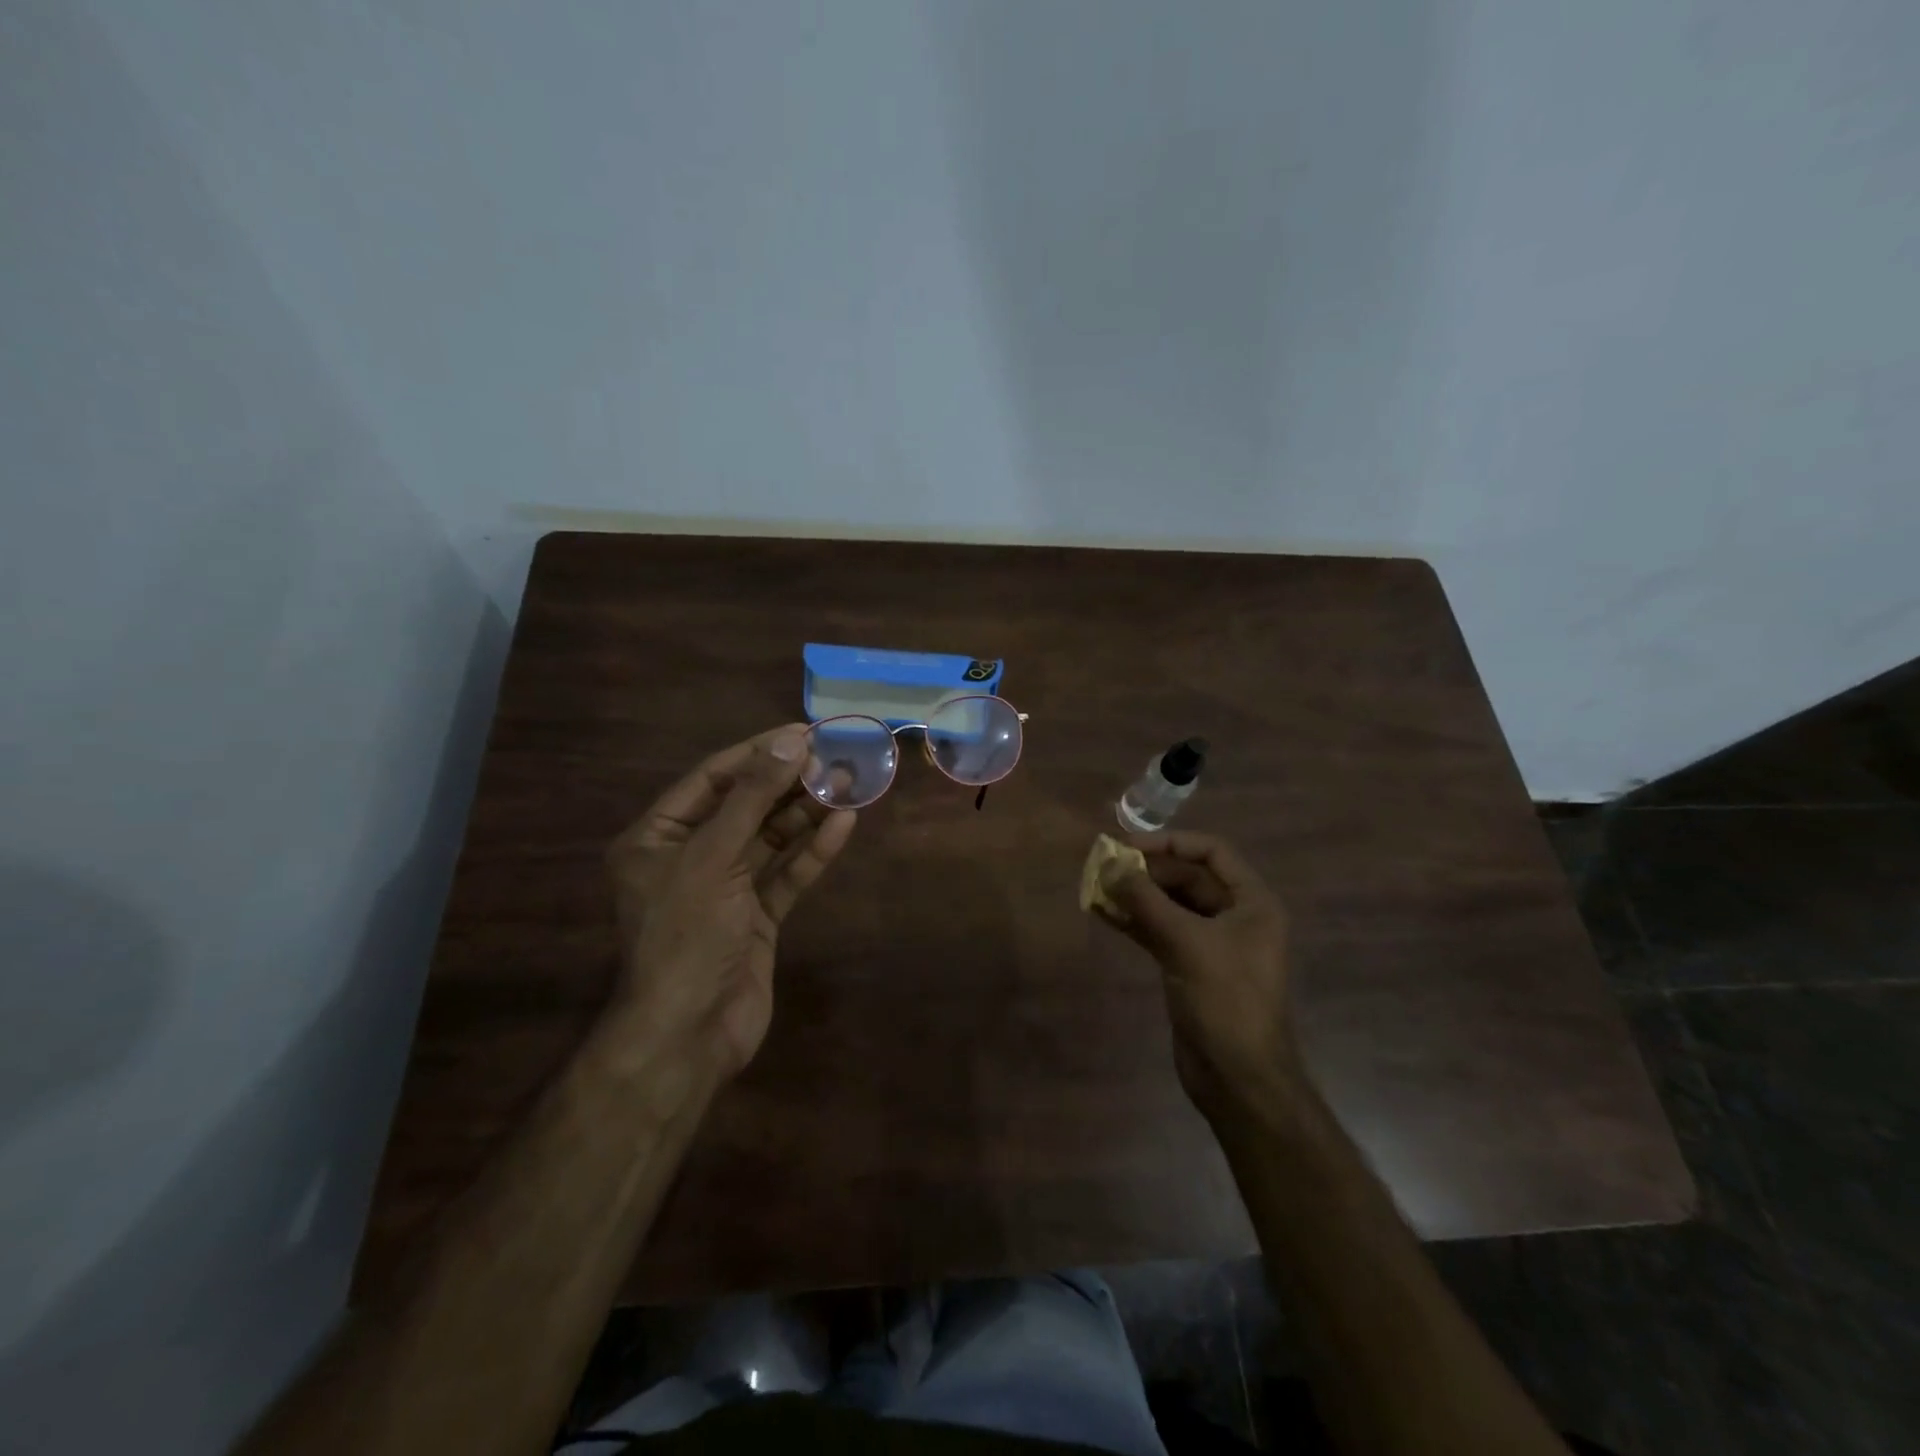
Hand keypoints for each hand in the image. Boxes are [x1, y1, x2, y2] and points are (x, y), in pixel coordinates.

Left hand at [605, 724, 855, 1080]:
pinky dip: (812, 851)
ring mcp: (725, 889)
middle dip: (788, 782)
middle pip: (745, 806)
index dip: (757, 754)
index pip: (711, 779)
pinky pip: (786, 875)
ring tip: (847, 783)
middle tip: (833, 756)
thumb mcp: (712, 858)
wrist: (690, 1034)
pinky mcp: (756, 917)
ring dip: (806, 813)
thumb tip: (789, 743)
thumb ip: (752, 799)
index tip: (802, 733)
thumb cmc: (686, 935)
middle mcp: (689, 857)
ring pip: (770, 839)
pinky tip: (843, 825)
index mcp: (657, 838)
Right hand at [1094, 832, 1300, 1121]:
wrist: (1239, 1078)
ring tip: (1096, 887)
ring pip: (1169, 905)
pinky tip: (1103, 913)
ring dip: (1136, 896)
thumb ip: (1146, 901)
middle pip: (1187, 878)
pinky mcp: (1189, 966)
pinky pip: (1159, 931)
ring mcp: (1211, 943)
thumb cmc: (1226, 1001)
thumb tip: (1108, 865)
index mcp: (1252, 903)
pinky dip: (1134, 921)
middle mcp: (1235, 917)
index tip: (1129, 846)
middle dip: (1147, 871)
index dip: (1171, 842)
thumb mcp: (1186, 943)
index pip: (1212, 852)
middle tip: (1104, 868)